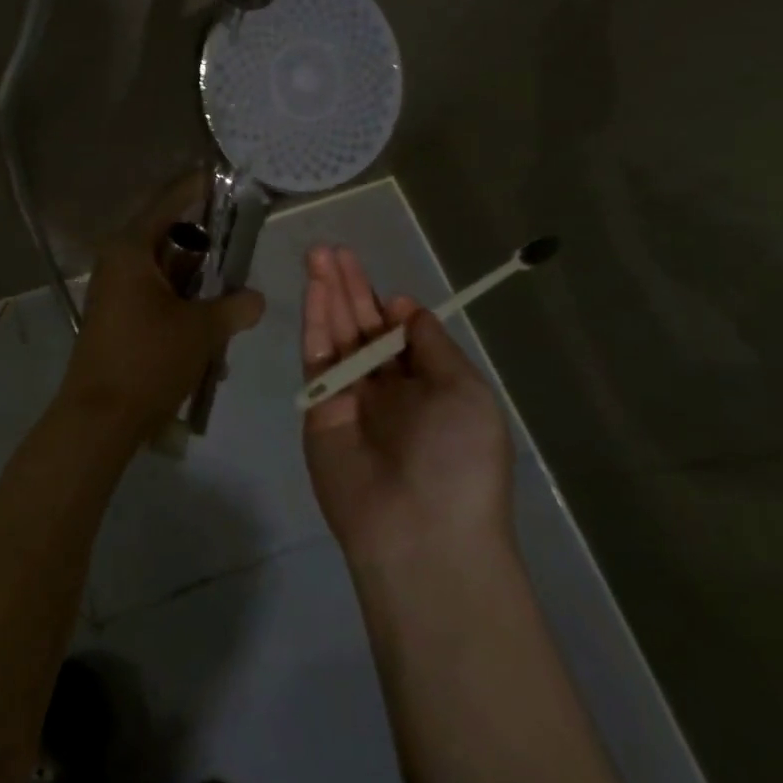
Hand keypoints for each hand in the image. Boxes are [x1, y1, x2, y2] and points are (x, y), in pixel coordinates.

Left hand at [59, 175, 264, 441]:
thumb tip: (256, 298)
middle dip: (205, 243)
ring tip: (232, 290)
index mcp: (132, 250)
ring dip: (196, 281)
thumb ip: (233, 307)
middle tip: (240, 241)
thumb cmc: (148, 361)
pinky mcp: (117, 316)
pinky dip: (181, 304)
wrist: (99, 418)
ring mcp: (115, 290)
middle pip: (168, 237)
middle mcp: (119, 262)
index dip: (195, 188)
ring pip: (164, 270)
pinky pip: (155, 296)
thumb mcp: (201, 331)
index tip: (220, 176)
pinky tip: (211, 327)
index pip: (168, 203)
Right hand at [301, 246, 513, 571]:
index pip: (400, 334)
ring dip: (327, 293)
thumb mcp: (466, 393)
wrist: (421, 533)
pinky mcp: (319, 407)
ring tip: (318, 254)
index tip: (380, 287)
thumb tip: (404, 307)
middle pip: (363, 325)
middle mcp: (387, 388)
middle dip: (350, 286)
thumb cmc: (458, 460)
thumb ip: (433, 345)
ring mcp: (351, 396)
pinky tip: (315, 289)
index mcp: (428, 386)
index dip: (388, 305)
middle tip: (331, 248)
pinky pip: (317, 356)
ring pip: (337, 333)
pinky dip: (316, 321)